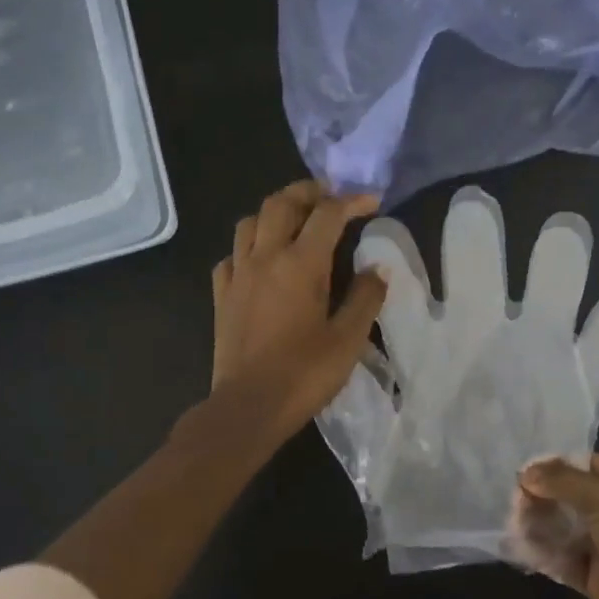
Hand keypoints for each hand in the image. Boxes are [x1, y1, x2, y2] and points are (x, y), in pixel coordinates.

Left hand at [211, 181, 387, 440]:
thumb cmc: (304, 373)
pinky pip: (231, 256)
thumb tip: (377, 269)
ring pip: (250, 222)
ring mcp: (238, 275)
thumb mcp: (348, 338)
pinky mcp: (221, 296)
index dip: (352, 201)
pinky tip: (260, 261)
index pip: (328, 213)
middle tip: (330, 198)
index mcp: (301, 263)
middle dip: (308, 192)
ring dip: (274, 213)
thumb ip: (365, 297)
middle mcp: (265, 257)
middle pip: (281, 203)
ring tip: (294, 223)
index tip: (372, 202)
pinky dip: (248, 247)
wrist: (248, 406)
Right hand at [512, 454, 598, 598]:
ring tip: (514, 524)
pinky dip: (543, 552)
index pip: (589, 464)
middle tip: (515, 502)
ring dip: (539, 523)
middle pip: (572, 495)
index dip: (557, 465)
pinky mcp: (594, 575)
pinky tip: (521, 547)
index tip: (523, 471)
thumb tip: (526, 472)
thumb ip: (564, 481)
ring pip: (564, 526)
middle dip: (543, 496)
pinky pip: (562, 557)